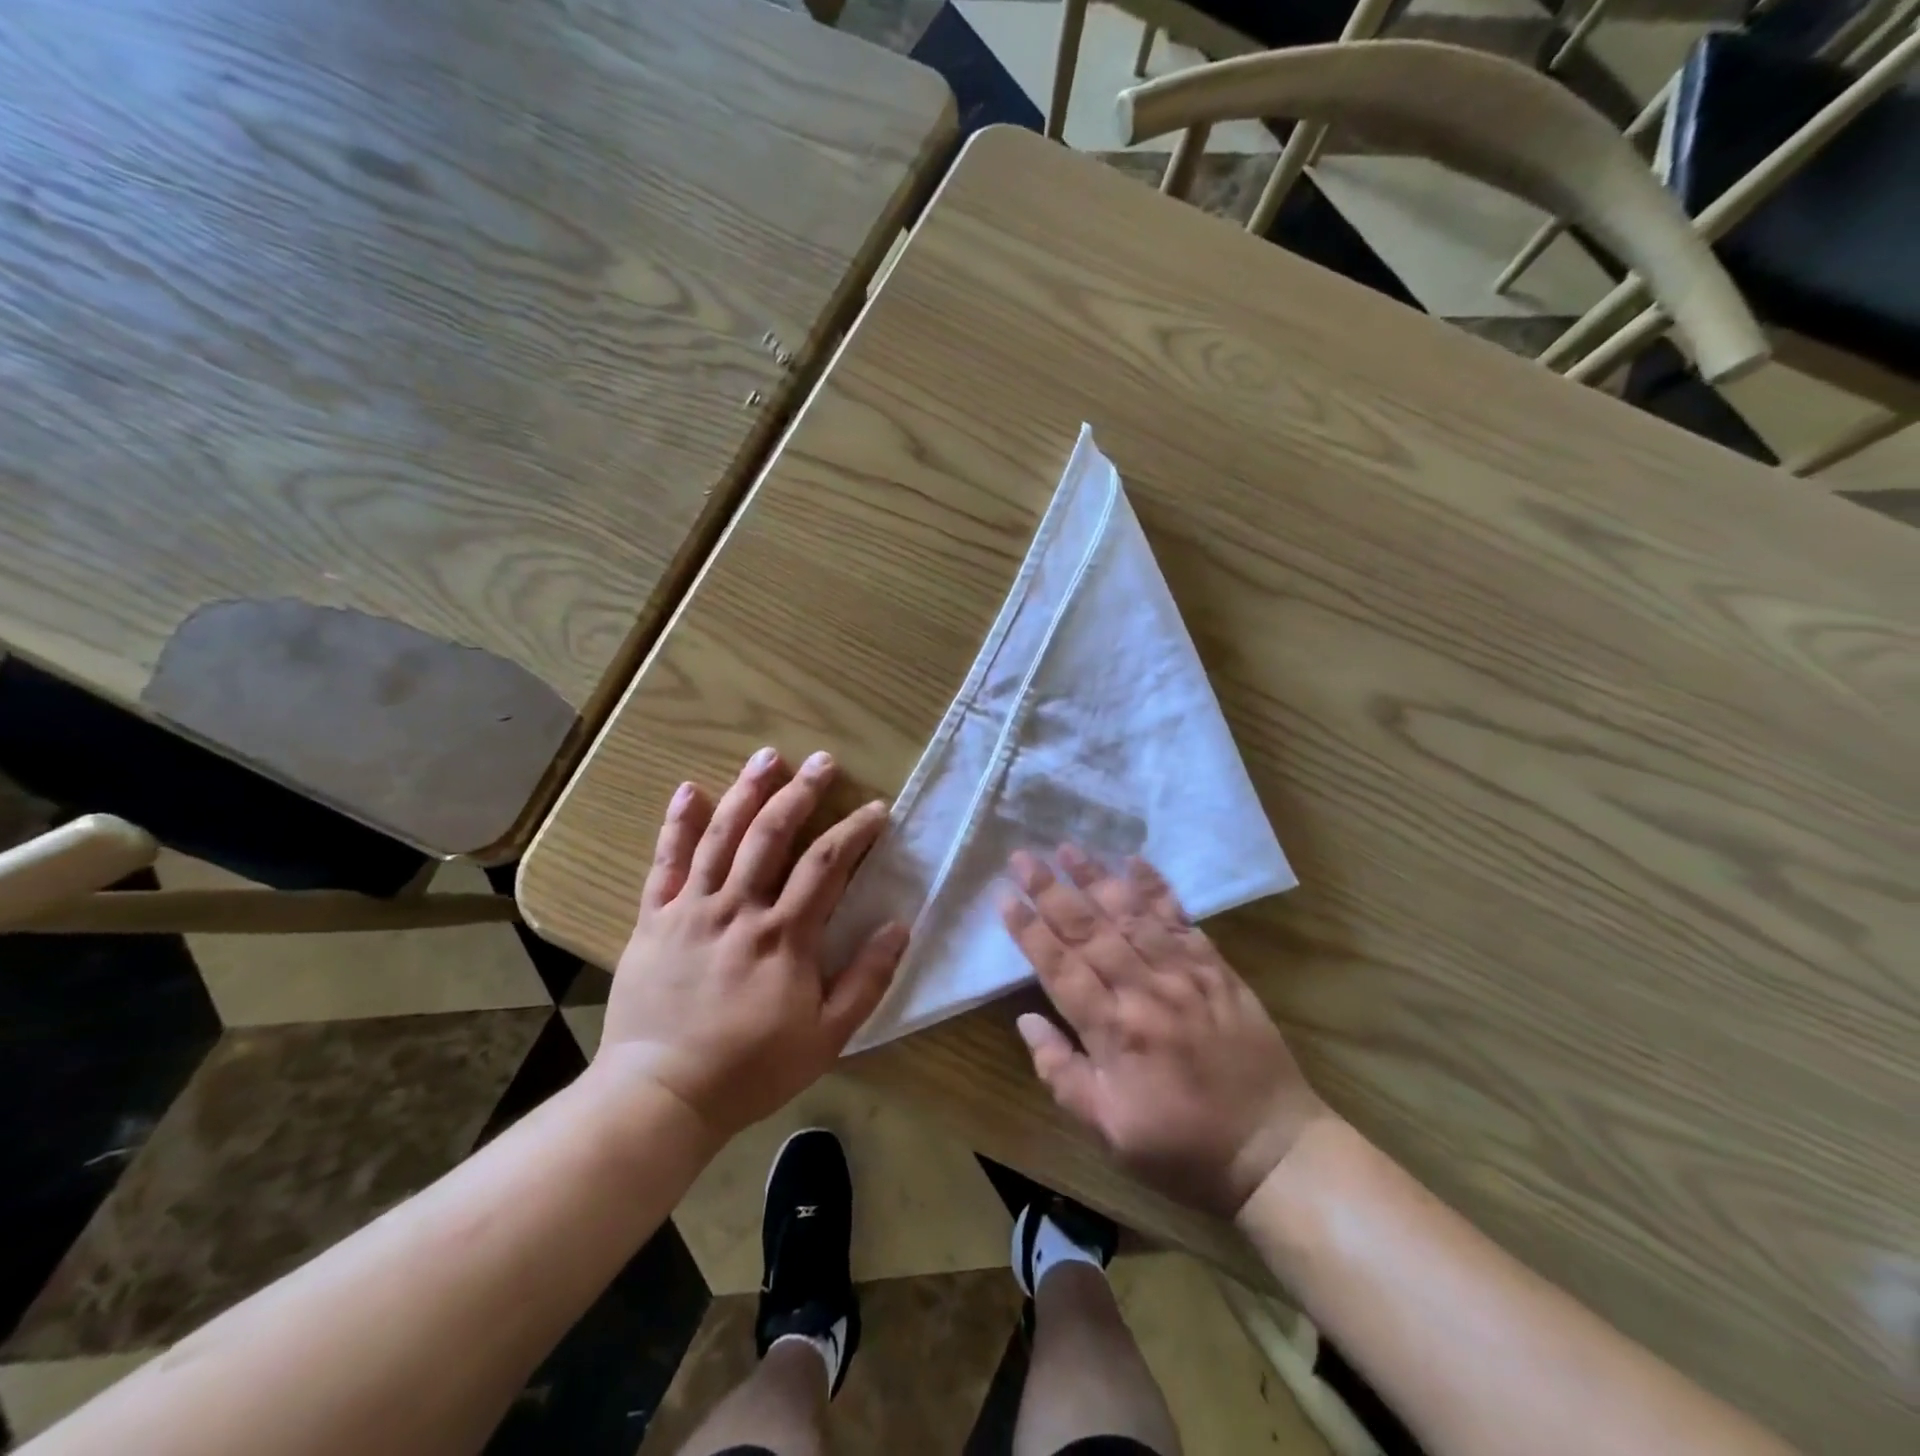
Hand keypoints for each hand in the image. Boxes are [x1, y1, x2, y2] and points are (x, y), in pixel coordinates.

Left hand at [596, 747, 908, 1141]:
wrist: (661, 1094)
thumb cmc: (751, 1069)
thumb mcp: (826, 1037)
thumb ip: (866, 979)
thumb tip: (899, 925)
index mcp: (784, 936)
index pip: (827, 865)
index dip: (855, 831)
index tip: (876, 809)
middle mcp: (739, 909)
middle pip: (773, 835)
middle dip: (801, 793)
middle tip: (823, 761)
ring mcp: (692, 910)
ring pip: (721, 837)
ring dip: (746, 792)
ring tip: (767, 757)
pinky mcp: (654, 920)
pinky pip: (665, 864)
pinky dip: (677, 825)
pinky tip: (688, 790)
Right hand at [1001, 846, 1331, 1217]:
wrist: (1274, 1150)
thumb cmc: (1182, 1147)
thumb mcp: (1110, 1132)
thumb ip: (1062, 1075)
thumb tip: (1026, 1020)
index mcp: (1114, 1033)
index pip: (1060, 968)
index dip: (1029, 930)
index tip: (1004, 897)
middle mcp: (1146, 991)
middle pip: (1089, 931)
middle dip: (1051, 891)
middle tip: (1022, 857)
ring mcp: (1185, 975)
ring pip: (1131, 915)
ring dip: (1096, 879)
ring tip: (1067, 848)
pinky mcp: (1216, 968)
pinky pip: (1181, 920)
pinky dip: (1157, 888)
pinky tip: (1135, 861)